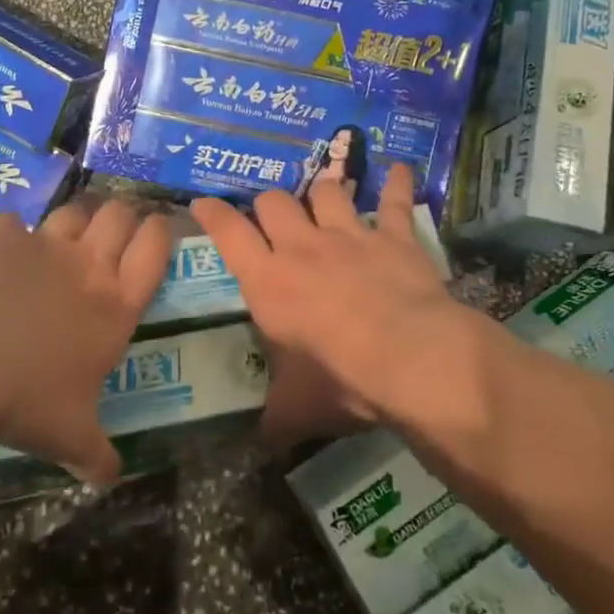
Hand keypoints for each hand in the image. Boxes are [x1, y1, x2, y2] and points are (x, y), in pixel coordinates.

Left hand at [0, 197, 169, 486]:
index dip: (160, 232)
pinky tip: (3, 250)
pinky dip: (12, 234)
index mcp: (114, 305)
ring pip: (73, 211)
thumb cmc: (26, 396)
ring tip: (69, 235)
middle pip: (119, 215)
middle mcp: (86, 265)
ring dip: (77, 219)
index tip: (158, 228)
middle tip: (116, 232)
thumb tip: (110, 481)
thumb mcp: (68, 436)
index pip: (154, 250)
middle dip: (123, 217)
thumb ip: (96, 456)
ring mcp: (42, 245)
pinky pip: (13, 223)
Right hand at [190, 165, 465, 449]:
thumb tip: (263, 444)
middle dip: (269, 204)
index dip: (213, 214)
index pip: (229, 233)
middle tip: (272, 218)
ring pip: (327, 191)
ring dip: (323, 193)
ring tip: (324, 198)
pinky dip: (395, 183)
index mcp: (268, 281)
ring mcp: (350, 235)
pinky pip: (393, 201)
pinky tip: (397, 169)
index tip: (202, 202)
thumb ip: (275, 420)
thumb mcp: (297, 408)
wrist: (411, 359)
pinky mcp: (393, 236)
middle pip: (275, 201)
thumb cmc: (341, 380)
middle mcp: (303, 247)